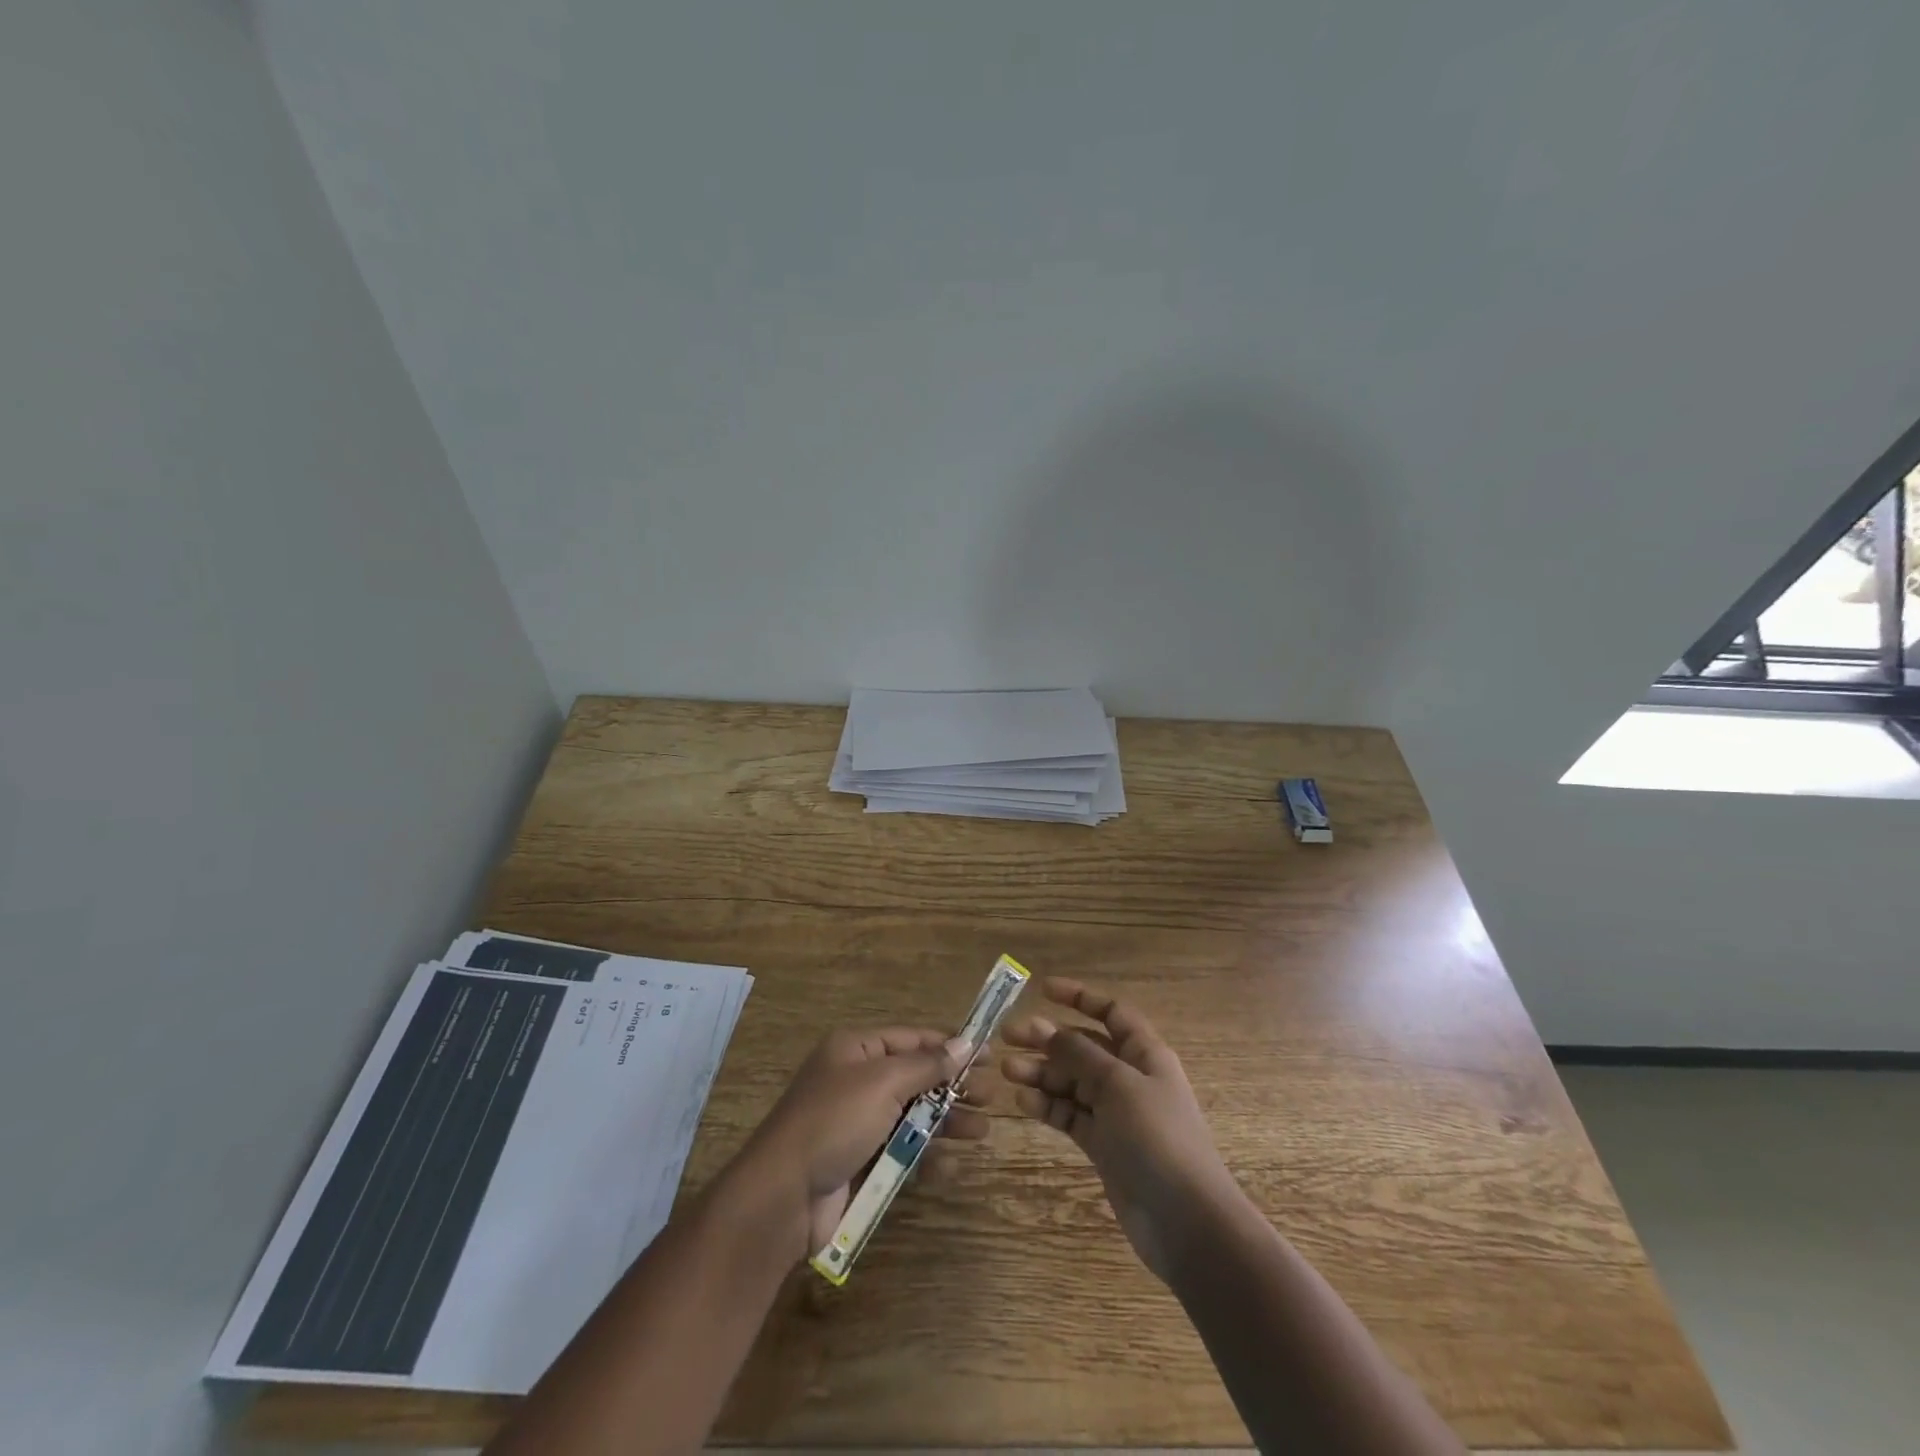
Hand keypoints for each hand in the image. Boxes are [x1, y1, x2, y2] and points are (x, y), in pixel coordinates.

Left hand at [736, 1026, 986, 1259]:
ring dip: (946, 1122)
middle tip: (990, 1098)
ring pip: (912, 1116)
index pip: (912, 1039)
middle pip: (915, 1077)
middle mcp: (857, 1080)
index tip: (987, 1055)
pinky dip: (926, 1156)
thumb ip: (926, 1065)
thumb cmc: (834, 1122)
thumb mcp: (882, 1083)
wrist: (783, 1195)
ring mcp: (858, 1123)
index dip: (949, 1046)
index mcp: (856, 1049)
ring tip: (982, 1132)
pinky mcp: (860, 1162)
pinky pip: (901, 1151)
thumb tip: (965, 1044)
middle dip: (953, 1087)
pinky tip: (951, 1165)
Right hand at [1000, 978, 1236, 1281]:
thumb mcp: (1117, 1085)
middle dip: (1048, 1038)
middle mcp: (1130, 1077)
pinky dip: (1048, 1106)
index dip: (1079, 997)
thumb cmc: (1157, 1138)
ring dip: (1042, 1073)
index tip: (1042, 989)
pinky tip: (1022, 1102)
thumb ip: (1079, 1054)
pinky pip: (1071, 1115)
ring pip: (1072, 1081)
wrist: (1186, 1221)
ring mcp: (1116, 1113)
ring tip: (1007, 1070)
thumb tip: (1046, 1028)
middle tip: (1008, 1036)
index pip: (1111, 1012)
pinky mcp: (1104, 1145)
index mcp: (1144, 1053)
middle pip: (1084, 1046)